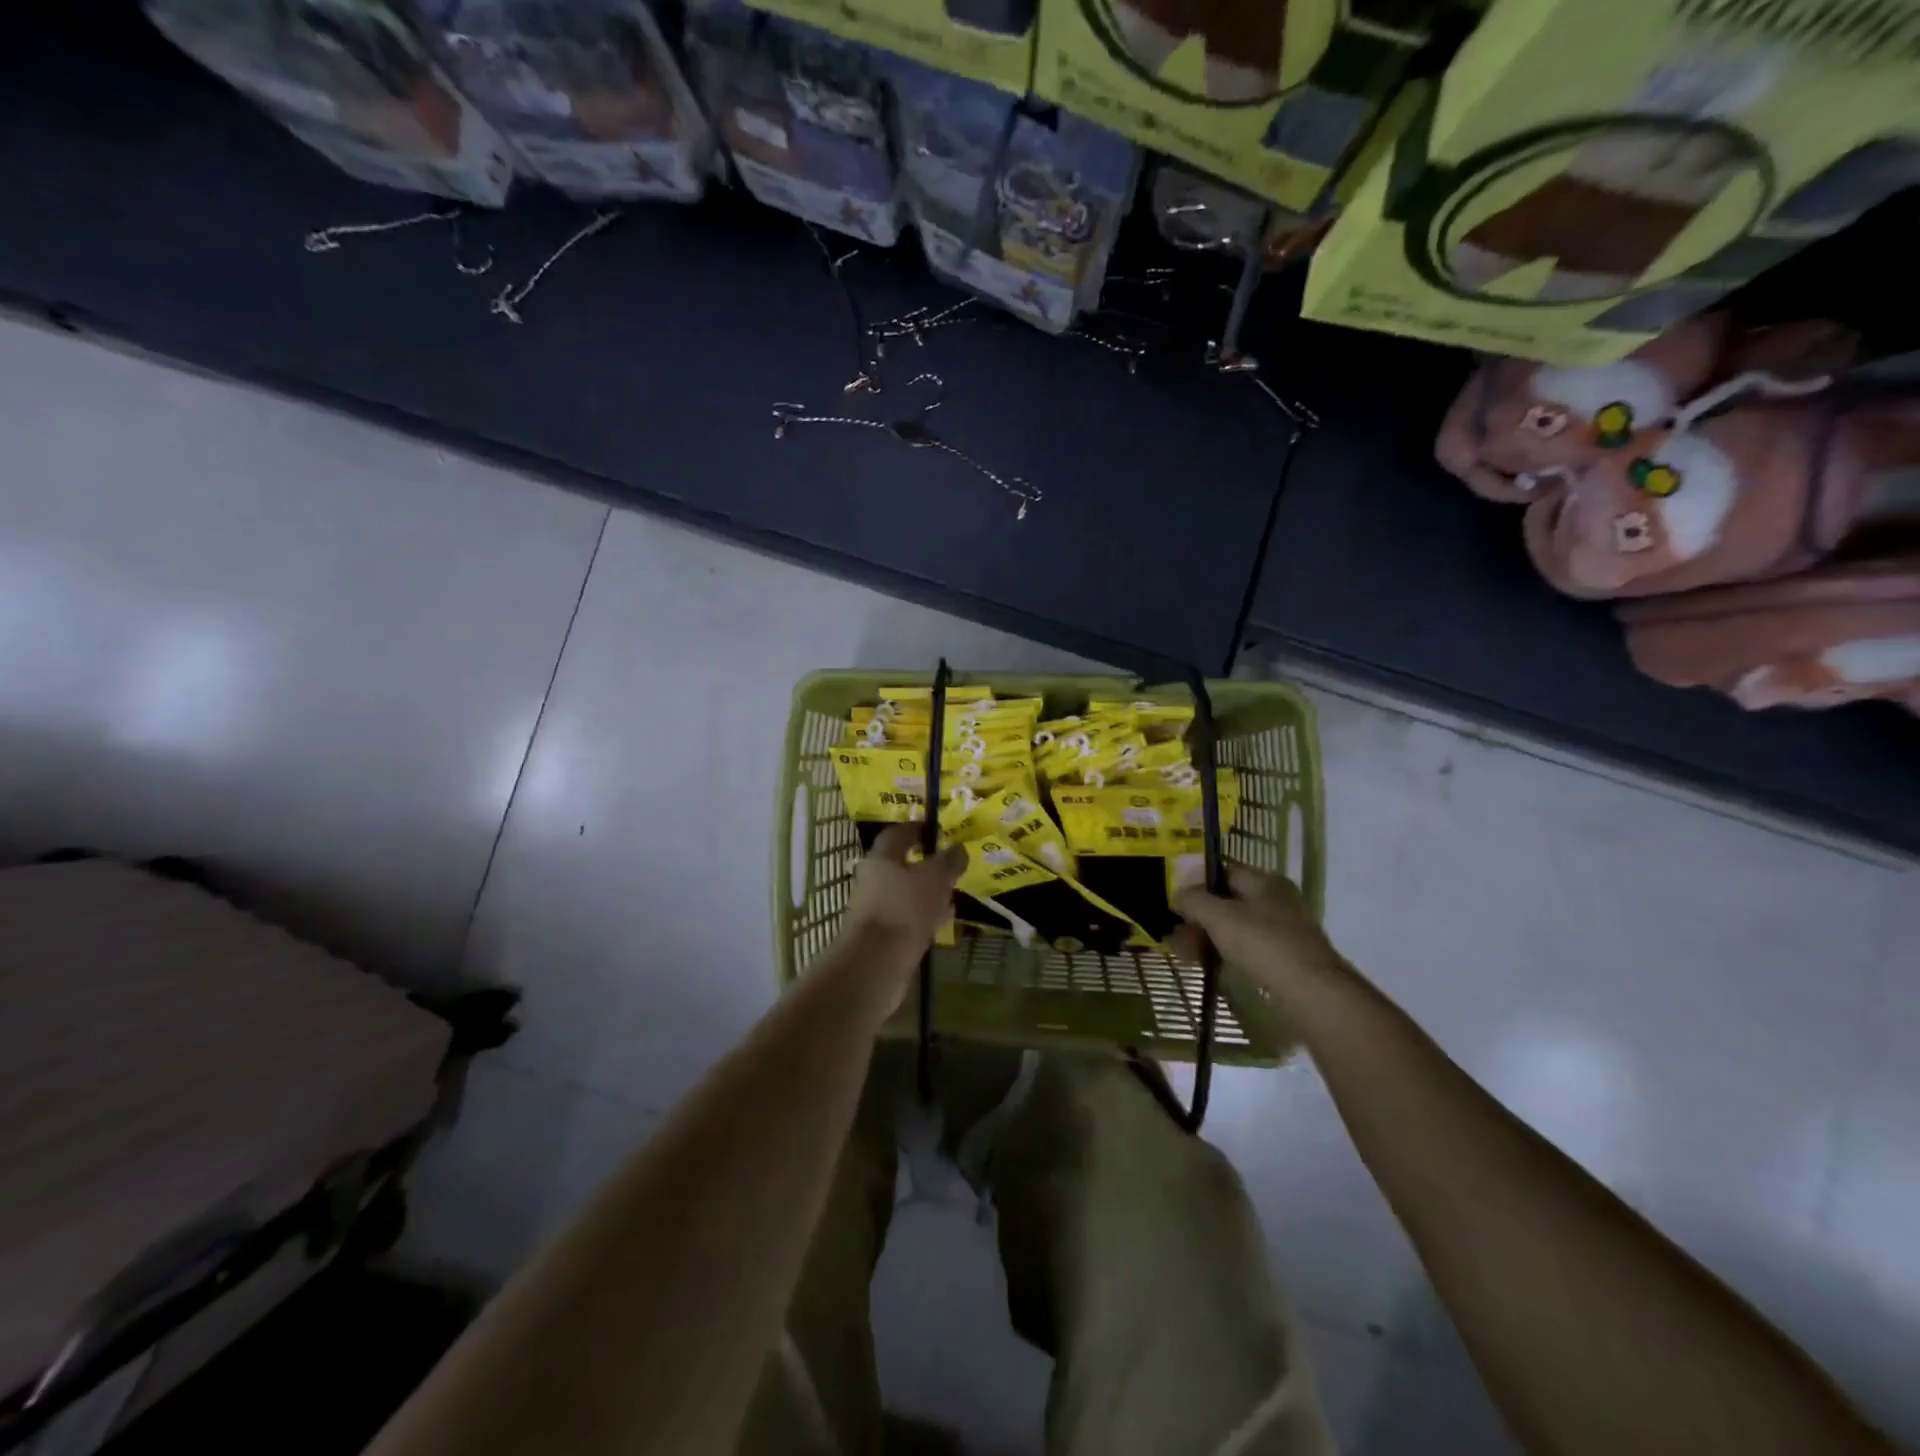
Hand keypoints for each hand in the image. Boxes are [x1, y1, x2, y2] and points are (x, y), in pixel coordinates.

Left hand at [841, 825, 967, 966]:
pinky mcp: (881, 935)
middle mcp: (873, 879)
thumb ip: (949, 860)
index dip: (918, 829)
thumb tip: (958, 848)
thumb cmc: (905, 908)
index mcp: (881, 857)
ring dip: (927, 893)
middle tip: (951, 868)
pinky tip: (942, 923)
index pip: (898, 833)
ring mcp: (875, 908)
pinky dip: (923, 916)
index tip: (939, 831)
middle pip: (901, 865)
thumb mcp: (936, 878)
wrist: (876, 963)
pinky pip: (906, 918)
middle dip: (927, 865)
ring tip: (952, 896)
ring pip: (905, 893)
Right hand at [1174, 866, 1347, 998]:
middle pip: (1228, 901)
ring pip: (1236, 927)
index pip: (1223, 872)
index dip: (1196, 883)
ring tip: (1184, 954)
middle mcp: (1277, 901)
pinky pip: (1247, 948)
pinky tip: (1207, 965)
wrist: (1313, 994)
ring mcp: (1283, 931)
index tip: (1175, 902)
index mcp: (1266, 882)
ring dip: (1208, 937)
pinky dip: (1225, 952)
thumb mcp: (1220, 917)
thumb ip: (1194, 900)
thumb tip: (1177, 895)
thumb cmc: (1264, 945)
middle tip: (1175, 934)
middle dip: (1199, 916)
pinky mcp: (1285, 959)